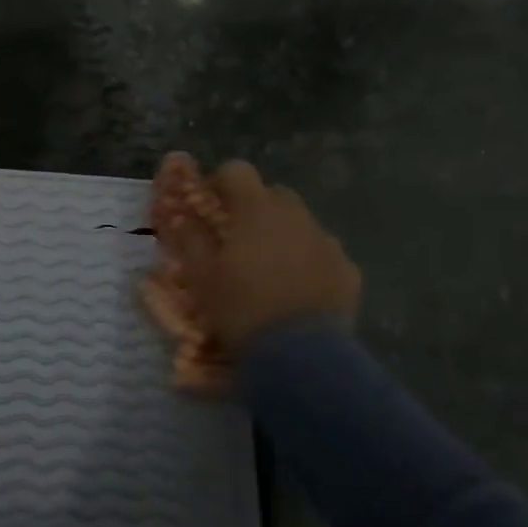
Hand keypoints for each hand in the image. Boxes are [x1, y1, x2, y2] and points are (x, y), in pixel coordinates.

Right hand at [162, 157, 362, 354]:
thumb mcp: (201, 277)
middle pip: (272, 194)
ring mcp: (326, 241)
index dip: (220, 182)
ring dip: (281, 236)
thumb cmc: (240, 309)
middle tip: (236, 242)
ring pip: (299, 224)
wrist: (300, 356)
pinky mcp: (347, 269)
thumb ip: (191, 239)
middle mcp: (295, 215)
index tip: (209, 206)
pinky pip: (322, 253)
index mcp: (256, 210)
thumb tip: (180, 215)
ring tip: (267, 271)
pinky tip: (296, 292)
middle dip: (253, 210)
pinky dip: (307, 263)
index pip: (237, 170)